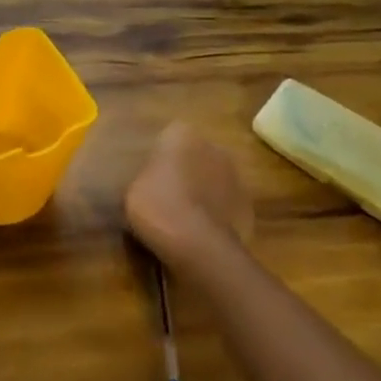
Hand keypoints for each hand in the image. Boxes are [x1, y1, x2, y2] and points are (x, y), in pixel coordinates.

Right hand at [124, 122, 252, 274]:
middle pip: (195, 157)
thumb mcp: (132, 189)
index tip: (149, 178)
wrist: (198, 245)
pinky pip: (225, 205)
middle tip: (166, 197)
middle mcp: (213, 147)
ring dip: (203, 192)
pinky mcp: (248, 206)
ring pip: (213, 180)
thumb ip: (145, 177)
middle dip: (185, 172)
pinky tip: (201, 234)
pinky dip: (216, 215)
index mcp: (182, 135)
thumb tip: (151, 181)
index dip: (159, 159)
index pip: (168, 138)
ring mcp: (235, 177)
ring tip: (184, 220)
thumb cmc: (157, 207)